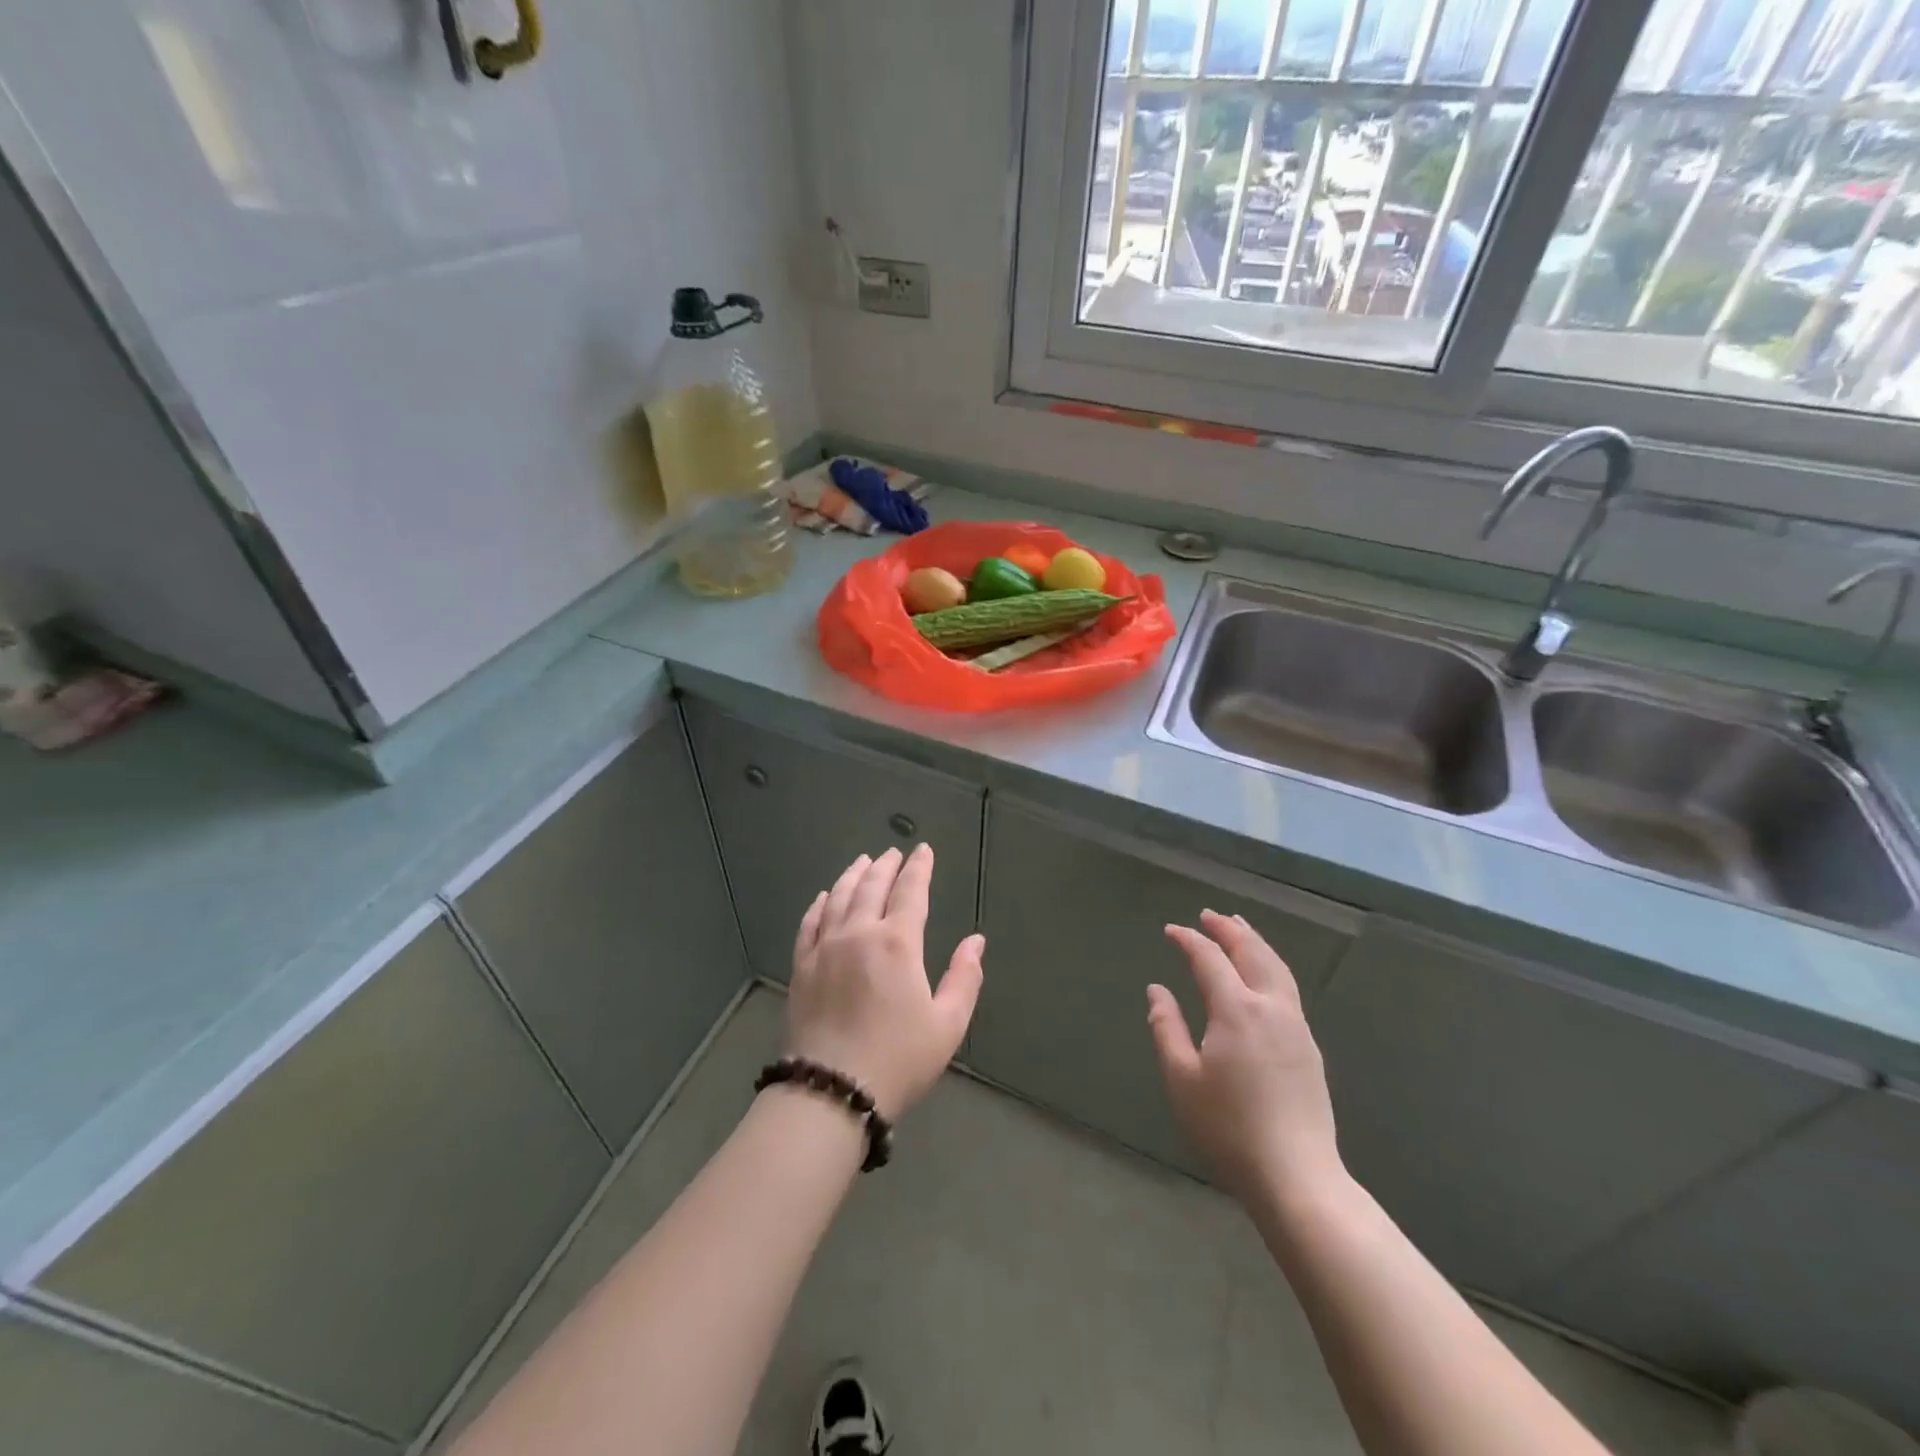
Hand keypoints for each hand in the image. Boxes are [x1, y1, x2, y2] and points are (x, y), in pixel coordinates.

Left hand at [787, 845, 985, 1119]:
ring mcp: (825, 948)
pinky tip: (824, 896)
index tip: (923, 850)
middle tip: (894, 852)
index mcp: (897, 943)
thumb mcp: (947, 1025)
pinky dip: (820, 904)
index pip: (910, 892)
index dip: (919, 868)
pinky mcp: (802, 967)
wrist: (831, 1092)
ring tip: (863, 862)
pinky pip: (810, 923)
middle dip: (886, 866)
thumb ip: (964, 978)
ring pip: (839, 897)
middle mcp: (859, 933)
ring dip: (853, 875)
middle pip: (872, 886)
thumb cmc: (898, 1060)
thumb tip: (976, 940)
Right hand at [1148, 910, 1342, 1203]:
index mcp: (1236, 1010)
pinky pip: (1287, 987)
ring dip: (1254, 942)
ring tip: (1239, 928)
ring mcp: (1296, 1026)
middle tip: (1209, 915)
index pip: (1210, 959)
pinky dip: (1270, 965)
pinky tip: (1263, 974)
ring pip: (1276, 967)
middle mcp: (1270, 1007)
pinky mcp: (1309, 1046)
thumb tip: (1156, 990)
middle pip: (1251, 952)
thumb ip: (1167, 1028)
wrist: (1296, 1176)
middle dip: (1229, 929)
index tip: (1171, 930)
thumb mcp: (1182, 1079)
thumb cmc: (1228, 1128)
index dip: (1189, 940)